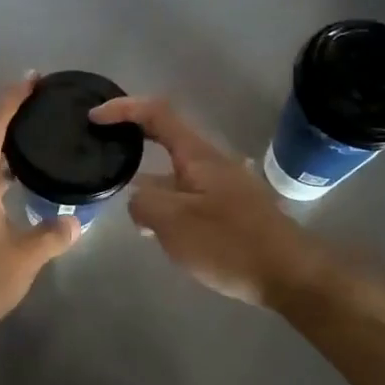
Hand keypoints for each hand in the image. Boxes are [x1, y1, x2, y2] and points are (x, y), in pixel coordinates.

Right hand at [90, 95, 331, 307]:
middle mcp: (212, 162)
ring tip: (123, 203)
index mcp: (197, 155)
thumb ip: (143, 204)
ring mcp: (224, 187)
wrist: (290, 275)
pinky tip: (156, 230)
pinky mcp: (231, 211)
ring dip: (149, 182)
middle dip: (134, 141)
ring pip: (176, 174)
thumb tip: (137, 200)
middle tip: (104, 152)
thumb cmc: (230, 243)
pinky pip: (189, 197)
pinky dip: (167, 204)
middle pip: (166, 139)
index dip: (124, 109)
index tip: (94, 118)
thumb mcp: (173, 223)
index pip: (157, 114)